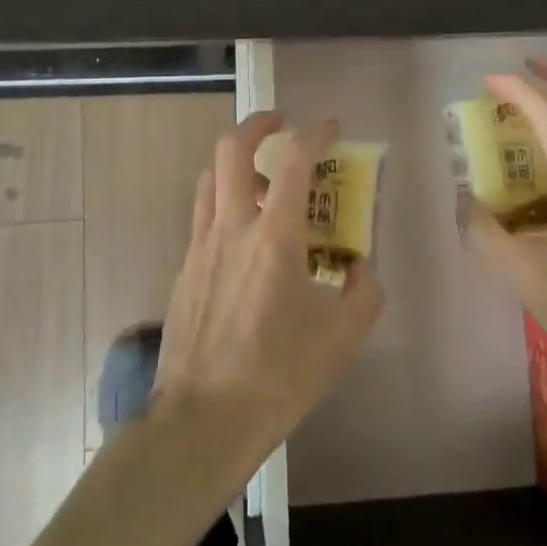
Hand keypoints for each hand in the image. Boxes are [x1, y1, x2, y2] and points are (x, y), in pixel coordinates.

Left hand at [152, 111, 384, 475]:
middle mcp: (231, 227)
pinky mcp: (184, 270)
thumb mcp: (341, 341)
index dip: (315, 134)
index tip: (331, 128)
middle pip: (230, 149)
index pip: (293, 160)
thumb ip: (362, 294)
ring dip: (236, 163)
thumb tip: (358, 269)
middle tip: (281, 124)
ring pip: (210, 179)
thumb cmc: (277, 378)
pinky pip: (203, 217)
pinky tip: (244, 240)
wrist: (201, 421)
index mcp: (273, 237)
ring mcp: (200, 247)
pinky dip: (225, 205)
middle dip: (257, 124)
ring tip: (264, 179)